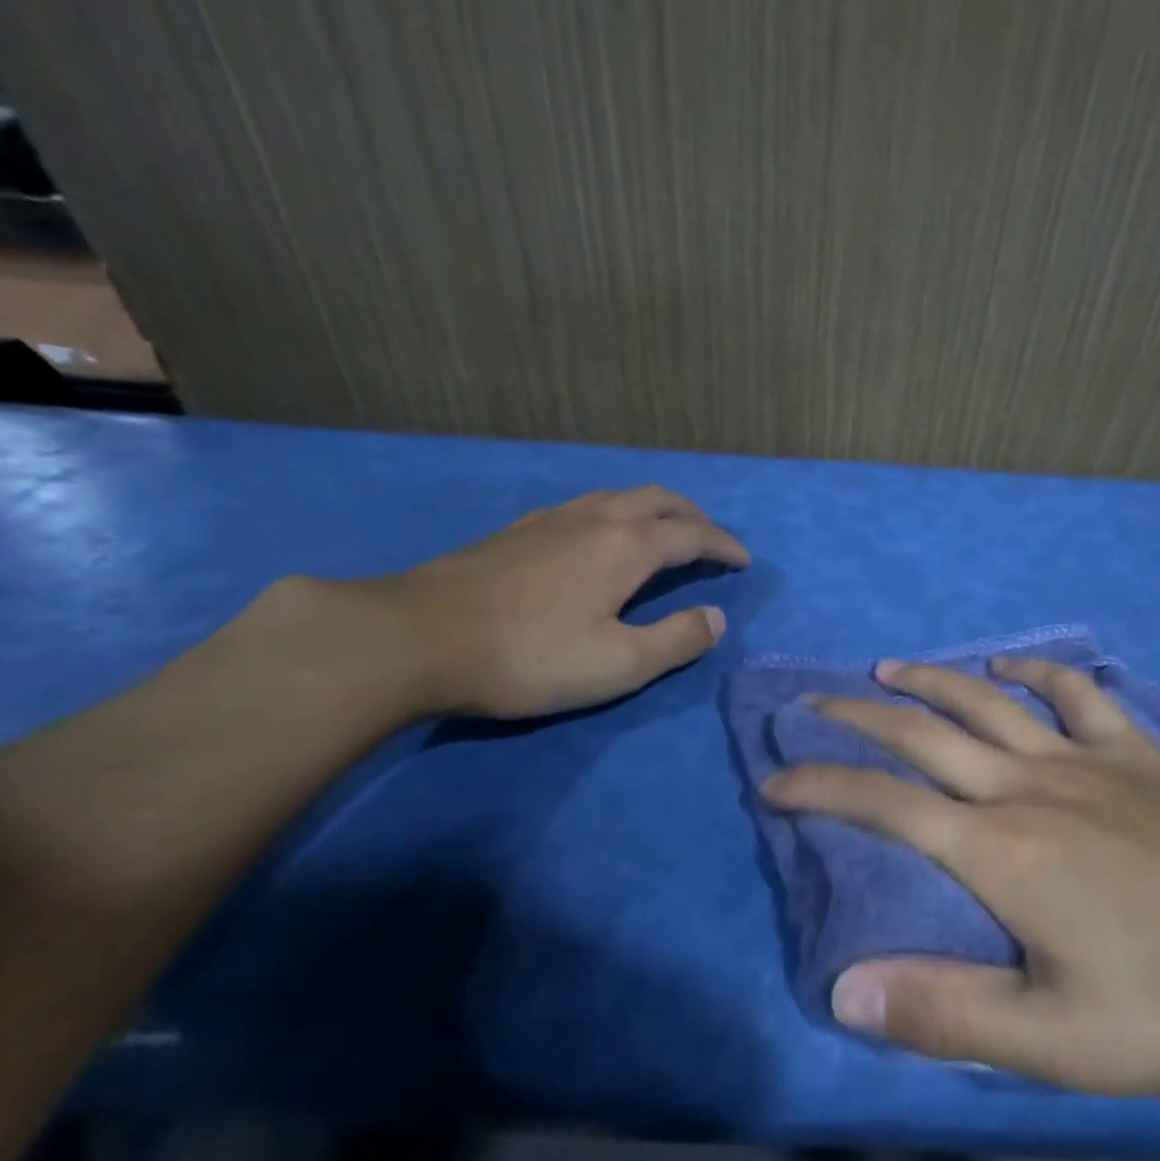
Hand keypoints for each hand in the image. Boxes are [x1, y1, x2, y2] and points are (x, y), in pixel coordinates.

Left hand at [367, 485, 749, 718]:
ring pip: (617, 497)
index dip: (723, 546)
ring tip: (662, 533)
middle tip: (710, 539)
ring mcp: (550, 520)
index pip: (692, 535)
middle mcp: (594, 520)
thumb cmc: (527, 656)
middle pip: (657, 499)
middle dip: (692, 516)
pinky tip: (596, 539)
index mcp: (626, 546)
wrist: (414, 638)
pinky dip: (613, 514)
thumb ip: (676, 640)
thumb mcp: (618, 663)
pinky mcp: (515, 532)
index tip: (744, 561)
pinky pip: (583, 507)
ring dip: (652, 509)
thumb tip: (716, 618)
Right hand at [764, 658, 1159, 1094]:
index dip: (821, 786)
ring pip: (986, 700)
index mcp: (998, 850)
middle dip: (856, 716)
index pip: (883, 804)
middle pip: (923, 733)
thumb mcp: (1061, 1039)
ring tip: (887, 670)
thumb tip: (844, 989)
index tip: (776, 779)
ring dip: (930, 681)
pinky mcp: (1136, 752)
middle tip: (812, 701)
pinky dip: (1036, 671)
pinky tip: (1012, 665)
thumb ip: (947, 1013)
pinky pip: (1075, 693)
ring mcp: (1084, 758)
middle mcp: (1026, 786)